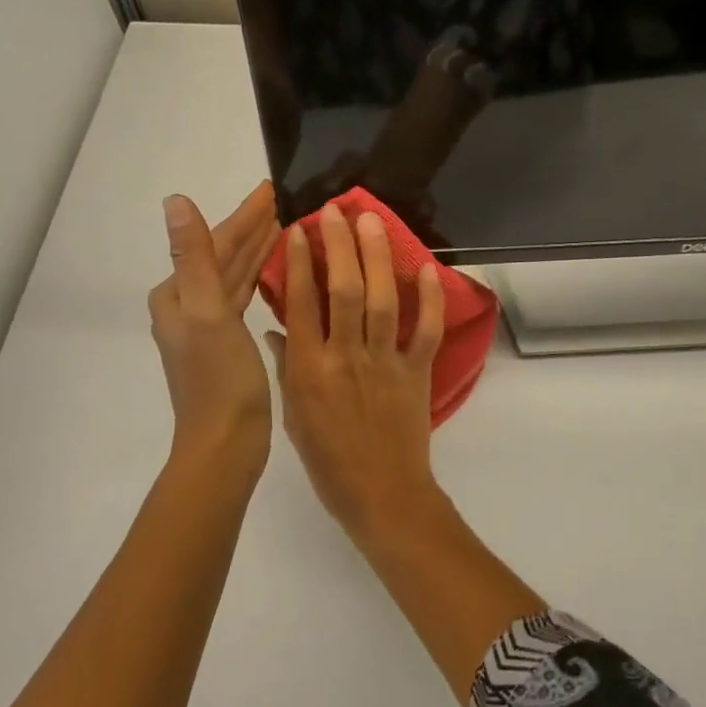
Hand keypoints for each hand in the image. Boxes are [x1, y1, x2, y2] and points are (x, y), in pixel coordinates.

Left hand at [149, 182, 280, 479]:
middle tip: (288, 200)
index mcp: (177, 294)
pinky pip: (244, 297)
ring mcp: (207, 325)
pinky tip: (279, 270)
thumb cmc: (218, 379)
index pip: (215, 242)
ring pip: (236, 276)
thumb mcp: (207, 311)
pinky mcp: (227, 342)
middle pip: (225, 256)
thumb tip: (173, 200)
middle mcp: (187, 305)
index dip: (245, 215)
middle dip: (254, 228)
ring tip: (289, 225)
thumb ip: (193, 255)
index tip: (273, 189)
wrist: (225, 445)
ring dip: (259, 250)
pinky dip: (260, 279)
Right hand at [265, 203, 444, 538]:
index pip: (302, 304)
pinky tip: (427, 267)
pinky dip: (430, 299)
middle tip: (336, 210)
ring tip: (372, 221)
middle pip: (343, 290)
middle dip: (339, 246)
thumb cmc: (328, 460)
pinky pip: (425, 331)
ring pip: (381, 300)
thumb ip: (286, 367)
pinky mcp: (417, 373)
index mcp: (310, 369)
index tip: (298, 229)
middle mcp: (346, 357)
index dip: (299, 263)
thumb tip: (275, 328)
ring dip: (378, 257)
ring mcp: (385, 363)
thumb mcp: (293, 415)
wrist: (381, 495)